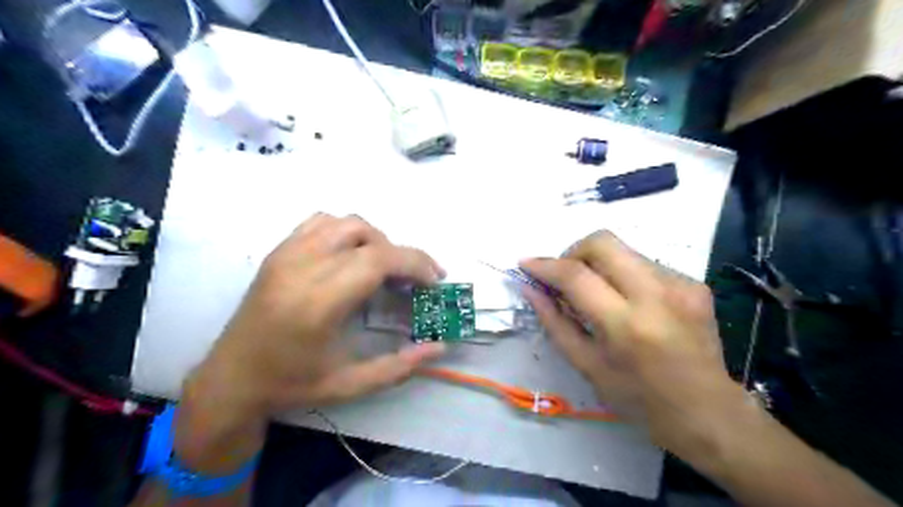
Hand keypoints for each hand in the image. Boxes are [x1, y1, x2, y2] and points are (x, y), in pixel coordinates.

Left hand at [175, 212, 444, 471]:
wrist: (230, 379)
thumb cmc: (290, 385)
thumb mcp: (349, 385)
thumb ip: (398, 367)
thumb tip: (439, 347)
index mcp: (319, 302)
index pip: (378, 260)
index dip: (415, 263)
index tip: (434, 280)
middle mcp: (303, 268)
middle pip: (369, 237)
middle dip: (403, 255)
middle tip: (416, 281)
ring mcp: (287, 254)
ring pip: (347, 223)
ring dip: (377, 240)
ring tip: (385, 268)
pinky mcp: (278, 251)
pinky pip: (321, 222)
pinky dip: (347, 231)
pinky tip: (351, 255)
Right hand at [522, 231, 748, 456]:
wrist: (708, 411)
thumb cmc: (638, 398)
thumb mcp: (587, 365)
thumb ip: (554, 322)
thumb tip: (530, 289)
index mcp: (625, 325)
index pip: (576, 275)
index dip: (545, 265)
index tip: (526, 264)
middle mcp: (656, 295)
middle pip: (603, 242)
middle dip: (573, 251)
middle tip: (565, 276)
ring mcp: (681, 285)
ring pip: (624, 250)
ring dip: (599, 264)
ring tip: (597, 294)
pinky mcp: (694, 283)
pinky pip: (645, 264)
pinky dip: (624, 275)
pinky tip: (628, 302)